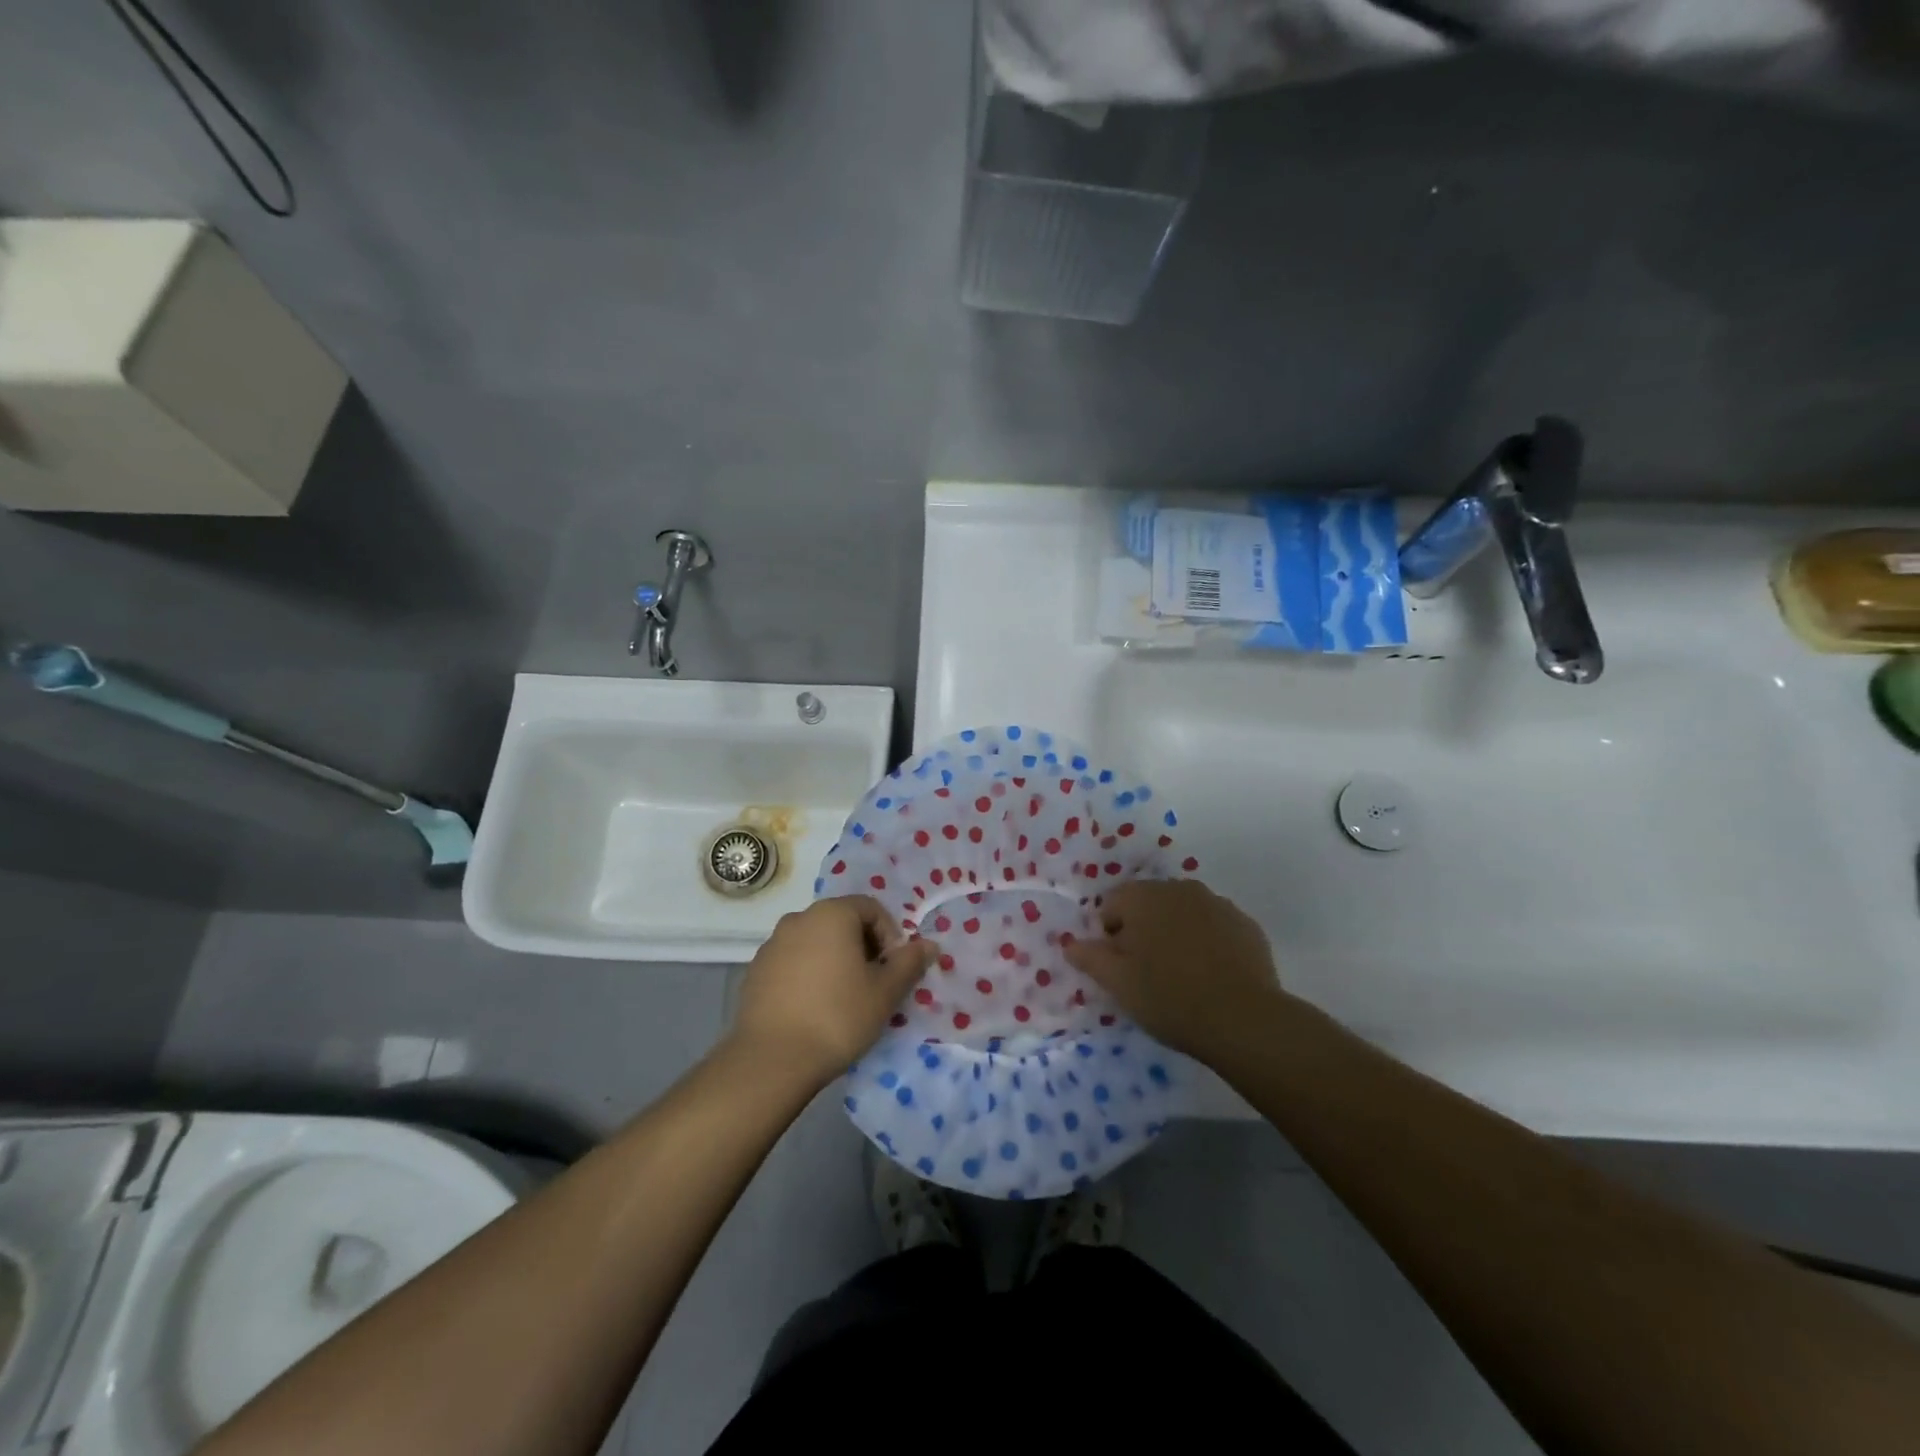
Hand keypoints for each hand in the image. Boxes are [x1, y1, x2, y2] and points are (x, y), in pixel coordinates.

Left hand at [729, 896, 934, 1087]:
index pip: (871, 908)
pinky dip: (809, 974)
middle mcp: (799, 918)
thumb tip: (929, 945)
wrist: (771, 1060)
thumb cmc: (837, 1017)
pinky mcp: (755, 971)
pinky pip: (793, 962)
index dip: (890, 935)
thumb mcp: (885, 992)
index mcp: (831, 913)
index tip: (893, 970)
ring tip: (844, 998)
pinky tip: (814, 1008)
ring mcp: (772, 944)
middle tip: (874, 984)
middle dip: (864, 947)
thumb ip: (909, 963)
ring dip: (835, 960)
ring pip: (816, 942)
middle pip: (842, 922)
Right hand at [1063, 879, 1285, 1063]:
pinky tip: (1211, 975)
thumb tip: (1070, 944)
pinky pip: (1214, 926)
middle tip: (1146, 972)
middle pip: (1149, 904)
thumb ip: (1090, 958)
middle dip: (1143, 930)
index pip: (1112, 904)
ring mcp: (1217, 903)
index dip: (1109, 936)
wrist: (1244, 1019)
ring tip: (1181, 975)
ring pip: (1183, 913)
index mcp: (1143, 897)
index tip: (1119, 967)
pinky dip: (1207, 942)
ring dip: (1175, 933)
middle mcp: (1179, 888)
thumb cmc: (1169, 997)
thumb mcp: (1118, 984)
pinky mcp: (1246, 924)